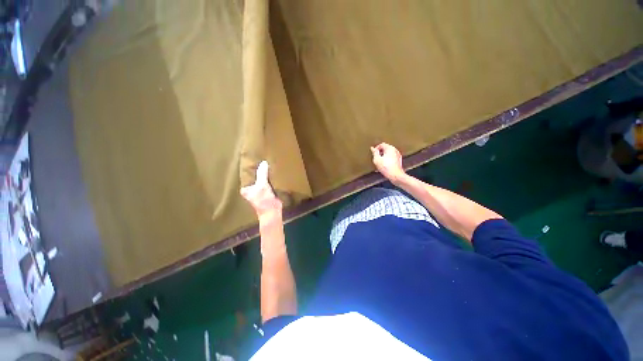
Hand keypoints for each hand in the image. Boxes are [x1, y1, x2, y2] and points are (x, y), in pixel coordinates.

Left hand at [240, 161, 282, 217]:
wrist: (273, 212)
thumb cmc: (264, 200)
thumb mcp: (262, 186)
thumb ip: (262, 174)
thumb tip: (263, 162)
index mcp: (246, 188)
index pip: (247, 175)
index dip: (251, 167)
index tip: (255, 158)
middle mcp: (251, 188)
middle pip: (255, 176)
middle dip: (259, 170)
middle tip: (263, 158)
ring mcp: (260, 190)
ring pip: (262, 179)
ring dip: (266, 174)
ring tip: (269, 162)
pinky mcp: (268, 191)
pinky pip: (269, 182)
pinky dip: (271, 178)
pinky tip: (274, 171)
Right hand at [371, 142, 405, 182]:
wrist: (396, 175)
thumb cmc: (386, 168)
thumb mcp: (377, 160)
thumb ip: (374, 153)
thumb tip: (373, 149)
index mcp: (390, 148)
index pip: (381, 144)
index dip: (376, 149)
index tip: (373, 154)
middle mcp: (395, 150)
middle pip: (385, 148)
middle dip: (380, 153)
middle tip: (376, 158)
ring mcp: (397, 155)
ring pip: (388, 154)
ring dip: (383, 157)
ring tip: (379, 163)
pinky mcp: (398, 161)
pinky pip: (391, 158)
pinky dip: (387, 160)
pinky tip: (384, 166)